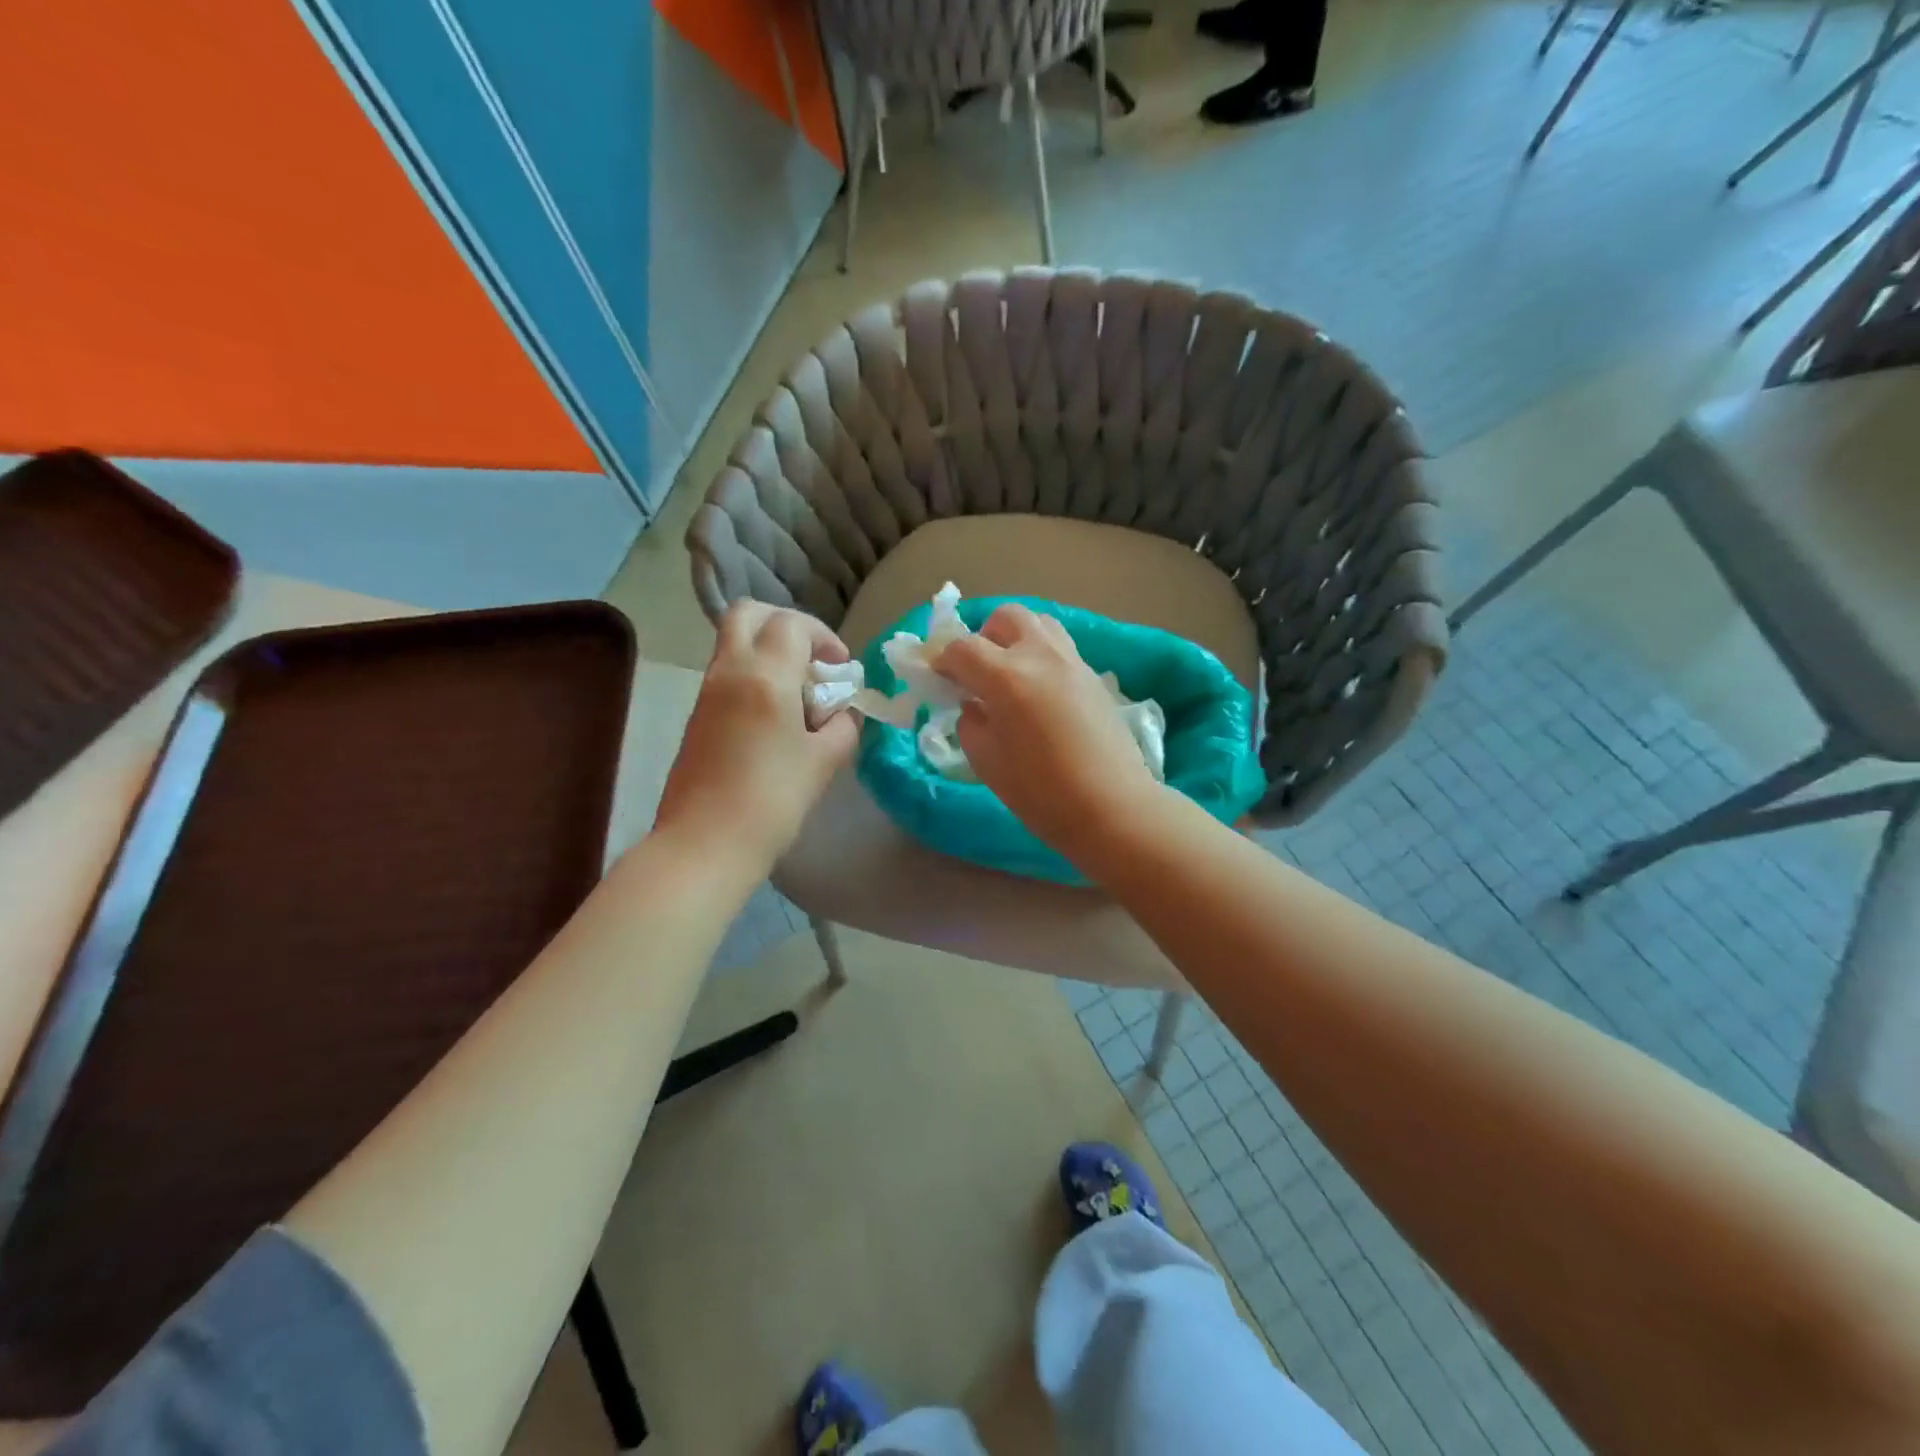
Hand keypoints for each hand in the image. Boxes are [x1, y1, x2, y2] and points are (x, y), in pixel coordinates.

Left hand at [654, 602, 859, 875]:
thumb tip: (842, 712)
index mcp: (766, 676)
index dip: (824, 637)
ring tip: (798, 692)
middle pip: (749, 614)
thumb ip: (842, 726)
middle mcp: (730, 670)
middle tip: (811, 659)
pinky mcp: (697, 714)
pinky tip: (775, 715)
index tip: (841, 669)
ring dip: (768, 649)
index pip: (793, 624)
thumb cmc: (772, 801)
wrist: (705, 843)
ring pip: (734, 641)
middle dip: (785, 624)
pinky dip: (753, 673)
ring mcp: (707, 691)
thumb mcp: (824, 761)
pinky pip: (727, 671)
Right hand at [936, 604, 1164, 866]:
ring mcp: (1072, 662)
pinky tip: (1039, 694)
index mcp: (1006, 676)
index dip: (942, 660)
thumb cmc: (1041, 793)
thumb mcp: (986, 762)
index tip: (938, 679)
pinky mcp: (1094, 677)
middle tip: (978, 672)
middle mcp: (1040, 656)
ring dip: (1016, 639)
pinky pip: (1060, 648)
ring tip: (1010, 676)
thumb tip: (973, 705)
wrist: (1112, 808)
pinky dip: (1041, 657)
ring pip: (1039, 623)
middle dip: (983, 637)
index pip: (962, 648)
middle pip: (1005, 617)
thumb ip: (971, 722)